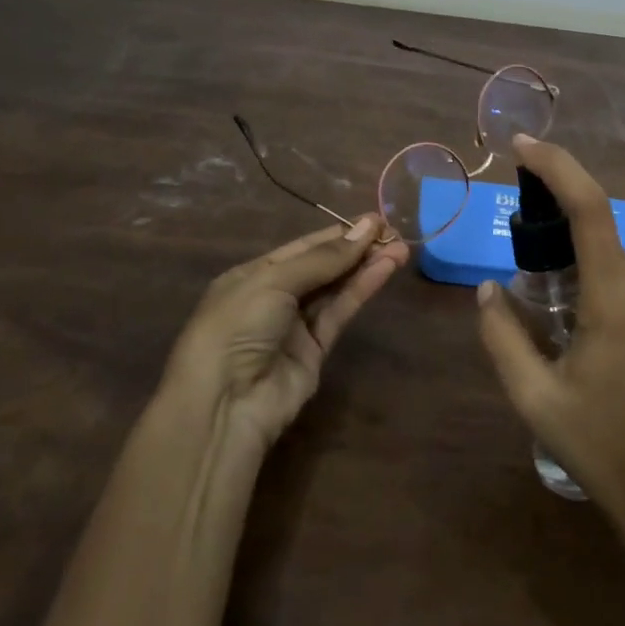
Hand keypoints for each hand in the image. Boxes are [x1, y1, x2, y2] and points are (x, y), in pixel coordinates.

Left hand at [165, 217, 409, 451]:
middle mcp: (275, 297)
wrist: (223, 405)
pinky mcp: (315, 351)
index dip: (339, 234)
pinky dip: (362, 290)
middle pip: (323, 266)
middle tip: (394, 233)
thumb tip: (367, 227)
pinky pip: (340, 312)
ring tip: (401, 249)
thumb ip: (323, 259)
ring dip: (366, 267)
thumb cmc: (236, 327)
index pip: (304, 247)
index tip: (375, 220)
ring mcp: (296, 325)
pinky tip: (385, 270)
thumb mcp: (274, 281)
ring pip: (336, 288)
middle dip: (357, 248)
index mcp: (254, 274)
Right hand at [477, 137, 624, 559]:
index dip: (556, 166)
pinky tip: (561, 300)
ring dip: (569, 243)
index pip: (588, 207)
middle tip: (512, 218)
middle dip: (553, 206)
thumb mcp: (534, 396)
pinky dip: (586, 266)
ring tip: (528, 267)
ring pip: (607, 249)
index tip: (521, 146)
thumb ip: (503, 335)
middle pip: (596, 222)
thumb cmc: (601, 445)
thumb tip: (488, 290)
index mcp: (614, 296)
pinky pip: (618, 273)